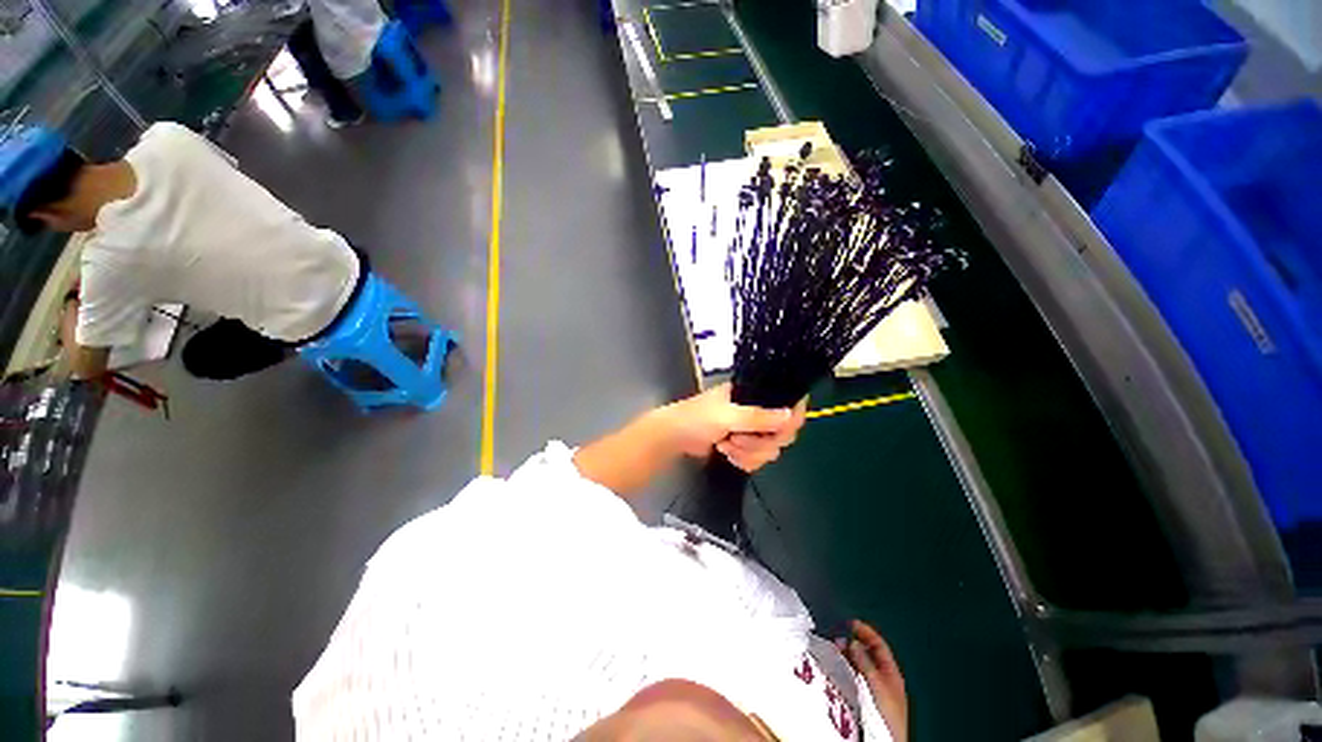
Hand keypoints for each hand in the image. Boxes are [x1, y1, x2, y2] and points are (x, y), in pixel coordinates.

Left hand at [657, 383, 806, 472]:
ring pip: (770, 449)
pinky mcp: (744, 446)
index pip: (788, 403)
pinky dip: (744, 460)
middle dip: (759, 441)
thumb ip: (758, 417)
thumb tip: (790, 416)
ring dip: (748, 452)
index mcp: (754, 394)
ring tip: (726, 445)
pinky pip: (758, 459)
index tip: (779, 432)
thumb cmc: (697, 418)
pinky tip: (727, 453)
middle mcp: (757, 410)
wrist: (675, 437)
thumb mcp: (726, 415)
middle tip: (738, 438)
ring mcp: (750, 430)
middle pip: (782, 432)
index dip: (790, 419)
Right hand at [837, 620, 907, 741]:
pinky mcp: (865, 696)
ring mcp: (874, 687)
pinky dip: (846, 667)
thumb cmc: (888, 712)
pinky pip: (855, 675)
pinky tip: (837, 666)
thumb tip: (853, 642)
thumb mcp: (877, 684)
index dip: (866, 632)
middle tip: (838, 636)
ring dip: (847, 654)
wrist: (889, 738)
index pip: (879, 645)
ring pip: (859, 664)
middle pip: (868, 653)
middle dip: (853, 642)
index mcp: (890, 672)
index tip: (851, 622)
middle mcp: (883, 677)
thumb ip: (866, 663)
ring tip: (834, 649)